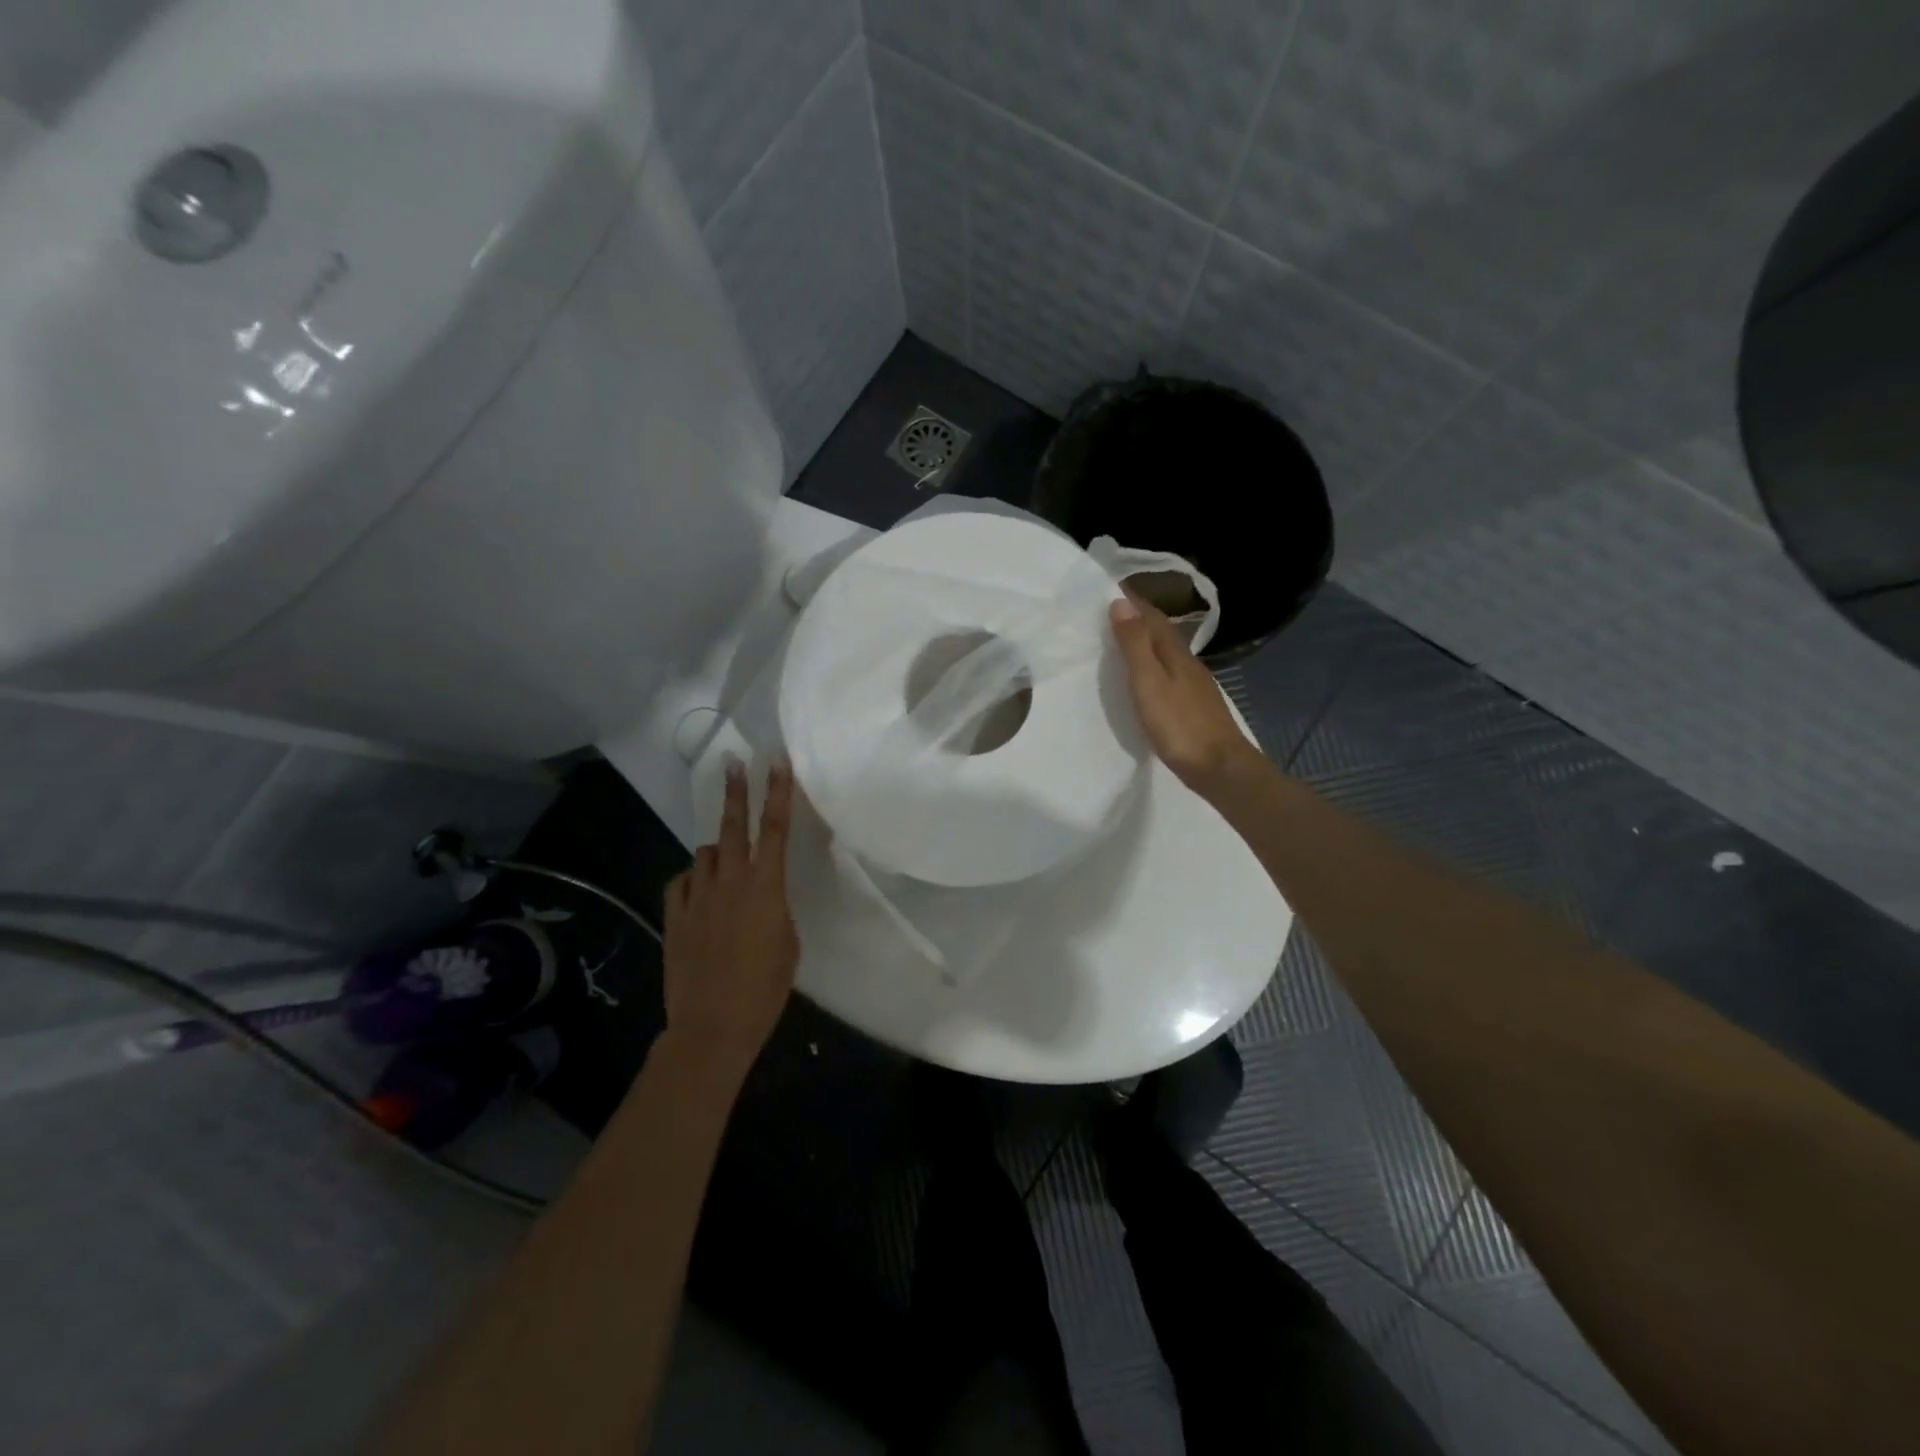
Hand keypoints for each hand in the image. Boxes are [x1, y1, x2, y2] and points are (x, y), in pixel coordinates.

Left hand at [660, 759, 799, 1084]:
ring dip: (718, 852)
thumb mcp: (788, 943)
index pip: (774, 829)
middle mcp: (729, 881)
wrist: (712, 1025)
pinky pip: (683, 882)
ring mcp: (697, 896)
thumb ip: (775, 908)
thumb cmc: (765, 988)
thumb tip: (763, 895)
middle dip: (736, 792)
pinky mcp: (674, 915)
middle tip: (734, 763)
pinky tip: (700, 892)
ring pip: (706, 854)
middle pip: (732, 826)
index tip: (778, 762)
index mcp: (765, 887)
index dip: (778, 792)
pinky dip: (693, 880)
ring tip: (726, 865)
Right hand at [1110, 594, 1263, 795]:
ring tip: (1126, 639)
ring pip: (1168, 652)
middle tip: (1113, 609)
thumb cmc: (1179, 725)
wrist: (1219, 766)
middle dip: (1140, 617)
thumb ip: (1135, 645)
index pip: (1152, 617)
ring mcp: (1195, 684)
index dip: (1133, 601)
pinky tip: (1150, 676)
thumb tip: (1121, 602)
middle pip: (1162, 632)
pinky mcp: (1196, 705)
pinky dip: (1156, 664)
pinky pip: (1171, 672)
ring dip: (1148, 641)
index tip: (1112, 586)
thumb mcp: (1149, 683)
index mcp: (1175, 653)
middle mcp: (1188, 662)